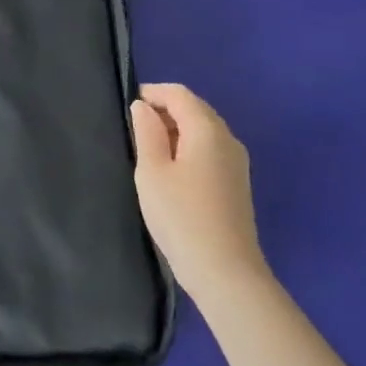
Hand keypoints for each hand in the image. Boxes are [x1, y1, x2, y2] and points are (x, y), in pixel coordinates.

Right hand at [130, 82, 268, 301]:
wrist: (225, 273)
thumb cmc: (181, 216)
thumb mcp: (152, 170)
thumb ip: (146, 132)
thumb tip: (143, 107)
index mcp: (207, 130)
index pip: (179, 94)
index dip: (152, 93)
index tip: (128, 107)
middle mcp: (228, 139)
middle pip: (195, 109)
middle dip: (165, 109)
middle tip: (135, 127)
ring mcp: (237, 162)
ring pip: (204, 130)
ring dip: (177, 129)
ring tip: (149, 148)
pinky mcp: (237, 183)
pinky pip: (210, 149)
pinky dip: (189, 146)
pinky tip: (172, 169)